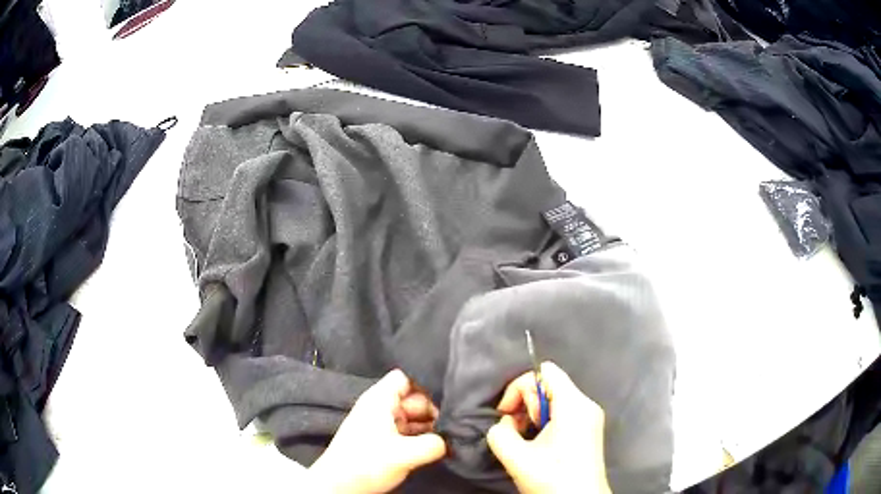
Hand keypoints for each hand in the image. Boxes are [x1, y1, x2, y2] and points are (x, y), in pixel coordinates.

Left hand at [309, 369, 446, 492]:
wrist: (339, 486)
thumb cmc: (367, 463)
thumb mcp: (404, 454)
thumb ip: (433, 445)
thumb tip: (448, 441)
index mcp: (380, 400)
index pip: (406, 378)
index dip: (426, 386)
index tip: (446, 402)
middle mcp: (381, 408)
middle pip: (413, 399)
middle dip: (433, 412)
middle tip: (452, 427)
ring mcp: (381, 424)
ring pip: (412, 417)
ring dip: (429, 428)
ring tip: (448, 439)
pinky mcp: (383, 440)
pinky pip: (407, 432)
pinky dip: (420, 438)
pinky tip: (435, 448)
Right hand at [487, 362, 611, 493]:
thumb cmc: (553, 479)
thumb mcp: (516, 457)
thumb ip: (499, 432)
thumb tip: (505, 424)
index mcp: (574, 404)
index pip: (544, 371)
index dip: (518, 388)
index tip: (506, 415)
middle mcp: (586, 405)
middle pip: (549, 384)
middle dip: (525, 404)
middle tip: (516, 431)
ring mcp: (590, 418)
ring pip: (554, 400)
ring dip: (532, 416)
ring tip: (526, 441)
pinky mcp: (589, 430)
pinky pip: (562, 413)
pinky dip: (545, 423)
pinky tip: (539, 446)